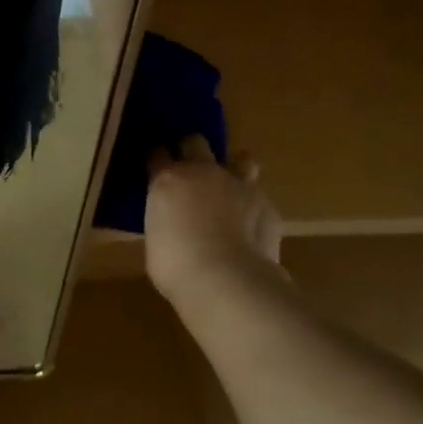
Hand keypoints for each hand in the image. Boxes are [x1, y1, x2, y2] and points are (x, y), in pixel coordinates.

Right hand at [145, 136, 284, 304]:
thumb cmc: (175, 264)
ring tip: (229, 191)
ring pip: (241, 160)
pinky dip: (252, 210)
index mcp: (169, 180)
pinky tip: (248, 231)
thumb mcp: (157, 237)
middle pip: (196, 142)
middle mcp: (204, 172)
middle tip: (189, 172)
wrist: (227, 281)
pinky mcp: (268, 207)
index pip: (157, 153)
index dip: (156, 159)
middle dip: (191, 151)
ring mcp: (240, 186)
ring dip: (234, 170)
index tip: (154, 167)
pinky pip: (258, 200)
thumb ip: (166, 218)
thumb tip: (174, 222)